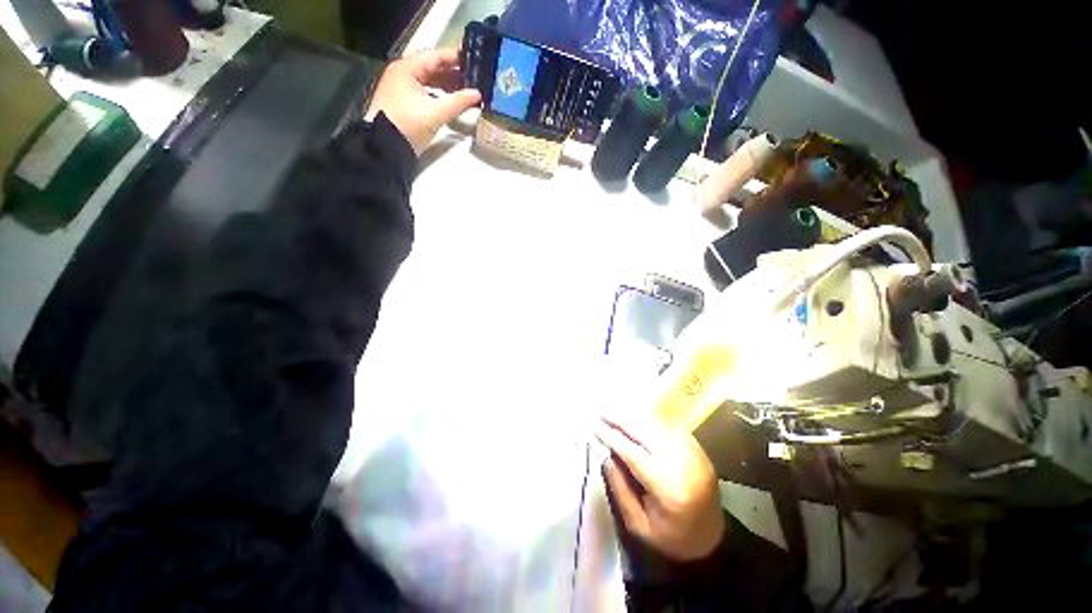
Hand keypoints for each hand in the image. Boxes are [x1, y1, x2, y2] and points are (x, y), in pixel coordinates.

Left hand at [366, 49, 481, 154]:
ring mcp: (403, 88)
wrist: (386, 147)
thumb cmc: (408, 124)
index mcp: (408, 68)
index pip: (436, 56)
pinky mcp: (405, 102)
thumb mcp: (436, 113)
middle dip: (454, 73)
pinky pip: (426, 92)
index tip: (474, 61)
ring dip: (448, 85)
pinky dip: (440, 95)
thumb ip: (458, 102)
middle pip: (433, 68)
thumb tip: (477, 95)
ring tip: (467, 91)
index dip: (456, 58)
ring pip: (430, 81)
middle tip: (474, 79)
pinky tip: (452, 102)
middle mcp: (404, 73)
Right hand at [596, 416, 725, 561]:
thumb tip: (605, 456)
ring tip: (614, 413)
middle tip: (601, 412)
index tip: (594, 427)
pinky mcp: (698, 448)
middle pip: (645, 432)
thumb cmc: (673, 538)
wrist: (715, 539)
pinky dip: (649, 421)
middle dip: (621, 420)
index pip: (633, 453)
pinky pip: (668, 427)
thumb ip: (620, 491)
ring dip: (633, 417)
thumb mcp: (640, 526)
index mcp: (669, 487)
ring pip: (657, 425)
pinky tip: (635, 419)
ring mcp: (693, 452)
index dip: (612, 438)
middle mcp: (683, 463)